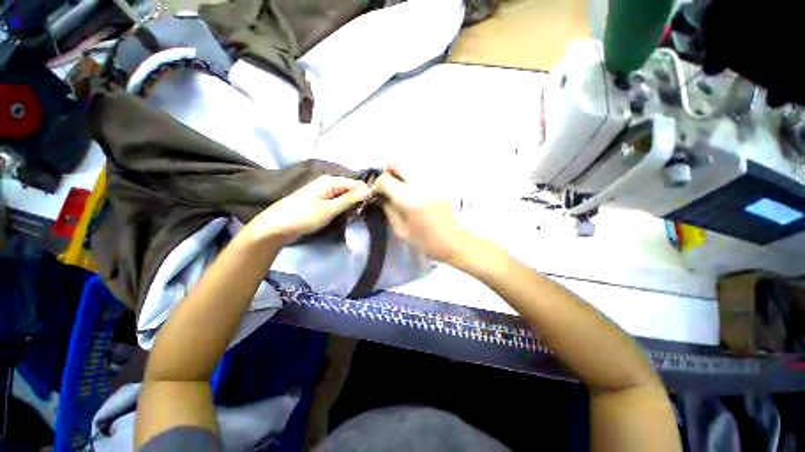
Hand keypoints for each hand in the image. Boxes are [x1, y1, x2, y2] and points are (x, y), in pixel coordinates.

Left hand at [245, 175, 371, 245]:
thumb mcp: (330, 208)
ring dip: (351, 205)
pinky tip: (346, 215)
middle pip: (351, 188)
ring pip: (345, 195)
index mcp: (331, 181)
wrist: (276, 227)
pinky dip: (343, 207)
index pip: (357, 183)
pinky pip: (337, 201)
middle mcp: (328, 182)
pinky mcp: (320, 201)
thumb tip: (369, 190)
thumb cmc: (304, 216)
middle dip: (359, 199)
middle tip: (363, 213)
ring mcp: (323, 192)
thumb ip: (350, 199)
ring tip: (355, 216)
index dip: (366, 193)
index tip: (373, 207)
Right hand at [371, 166, 473, 263]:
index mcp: (408, 198)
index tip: (377, 193)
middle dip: (388, 171)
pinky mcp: (442, 179)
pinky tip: (417, 189)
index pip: (385, 179)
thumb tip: (383, 197)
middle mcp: (420, 182)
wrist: (460, 241)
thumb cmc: (429, 241)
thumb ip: (389, 210)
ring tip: (403, 187)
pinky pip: (423, 170)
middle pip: (397, 161)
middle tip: (388, 186)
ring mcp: (433, 178)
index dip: (376, 185)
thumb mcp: (402, 231)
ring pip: (411, 163)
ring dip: (402, 172)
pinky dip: (415, 176)